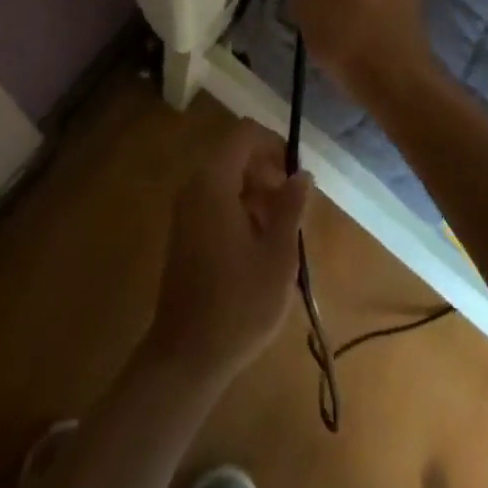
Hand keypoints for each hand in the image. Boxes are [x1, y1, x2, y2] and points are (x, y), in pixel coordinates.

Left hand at [146, 120, 311, 382]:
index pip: (245, 134)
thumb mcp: (278, 255)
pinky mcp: (185, 230)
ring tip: (282, 232)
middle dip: (268, 172)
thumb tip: (302, 173)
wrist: (187, 353)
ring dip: (257, 194)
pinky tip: (260, 246)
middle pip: (235, 155)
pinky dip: (241, 209)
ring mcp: (186, 208)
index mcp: (214, 182)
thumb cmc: (239, 303)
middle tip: (294, 209)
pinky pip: (216, 201)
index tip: (298, 174)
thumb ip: (291, 207)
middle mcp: (195, 186)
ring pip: (227, 179)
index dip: (274, 144)